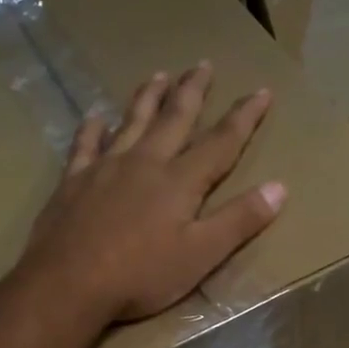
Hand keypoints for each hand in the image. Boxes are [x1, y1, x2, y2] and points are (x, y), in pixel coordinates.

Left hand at [22, 63, 284, 322]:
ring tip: (159, 75)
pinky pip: (85, 145)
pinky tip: (94, 117)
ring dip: (148, 98)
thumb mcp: (201, 255)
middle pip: (174, 119)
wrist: (68, 283)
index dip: (244, 117)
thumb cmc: (141, 275)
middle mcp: (144, 163)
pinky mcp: (73, 182)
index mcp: (180, 182)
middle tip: (203, 64)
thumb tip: (280, 188)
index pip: (221, 142)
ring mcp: (105, 168)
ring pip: (131, 122)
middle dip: (193, 91)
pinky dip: (92, 128)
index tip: (262, 91)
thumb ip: (239, 221)